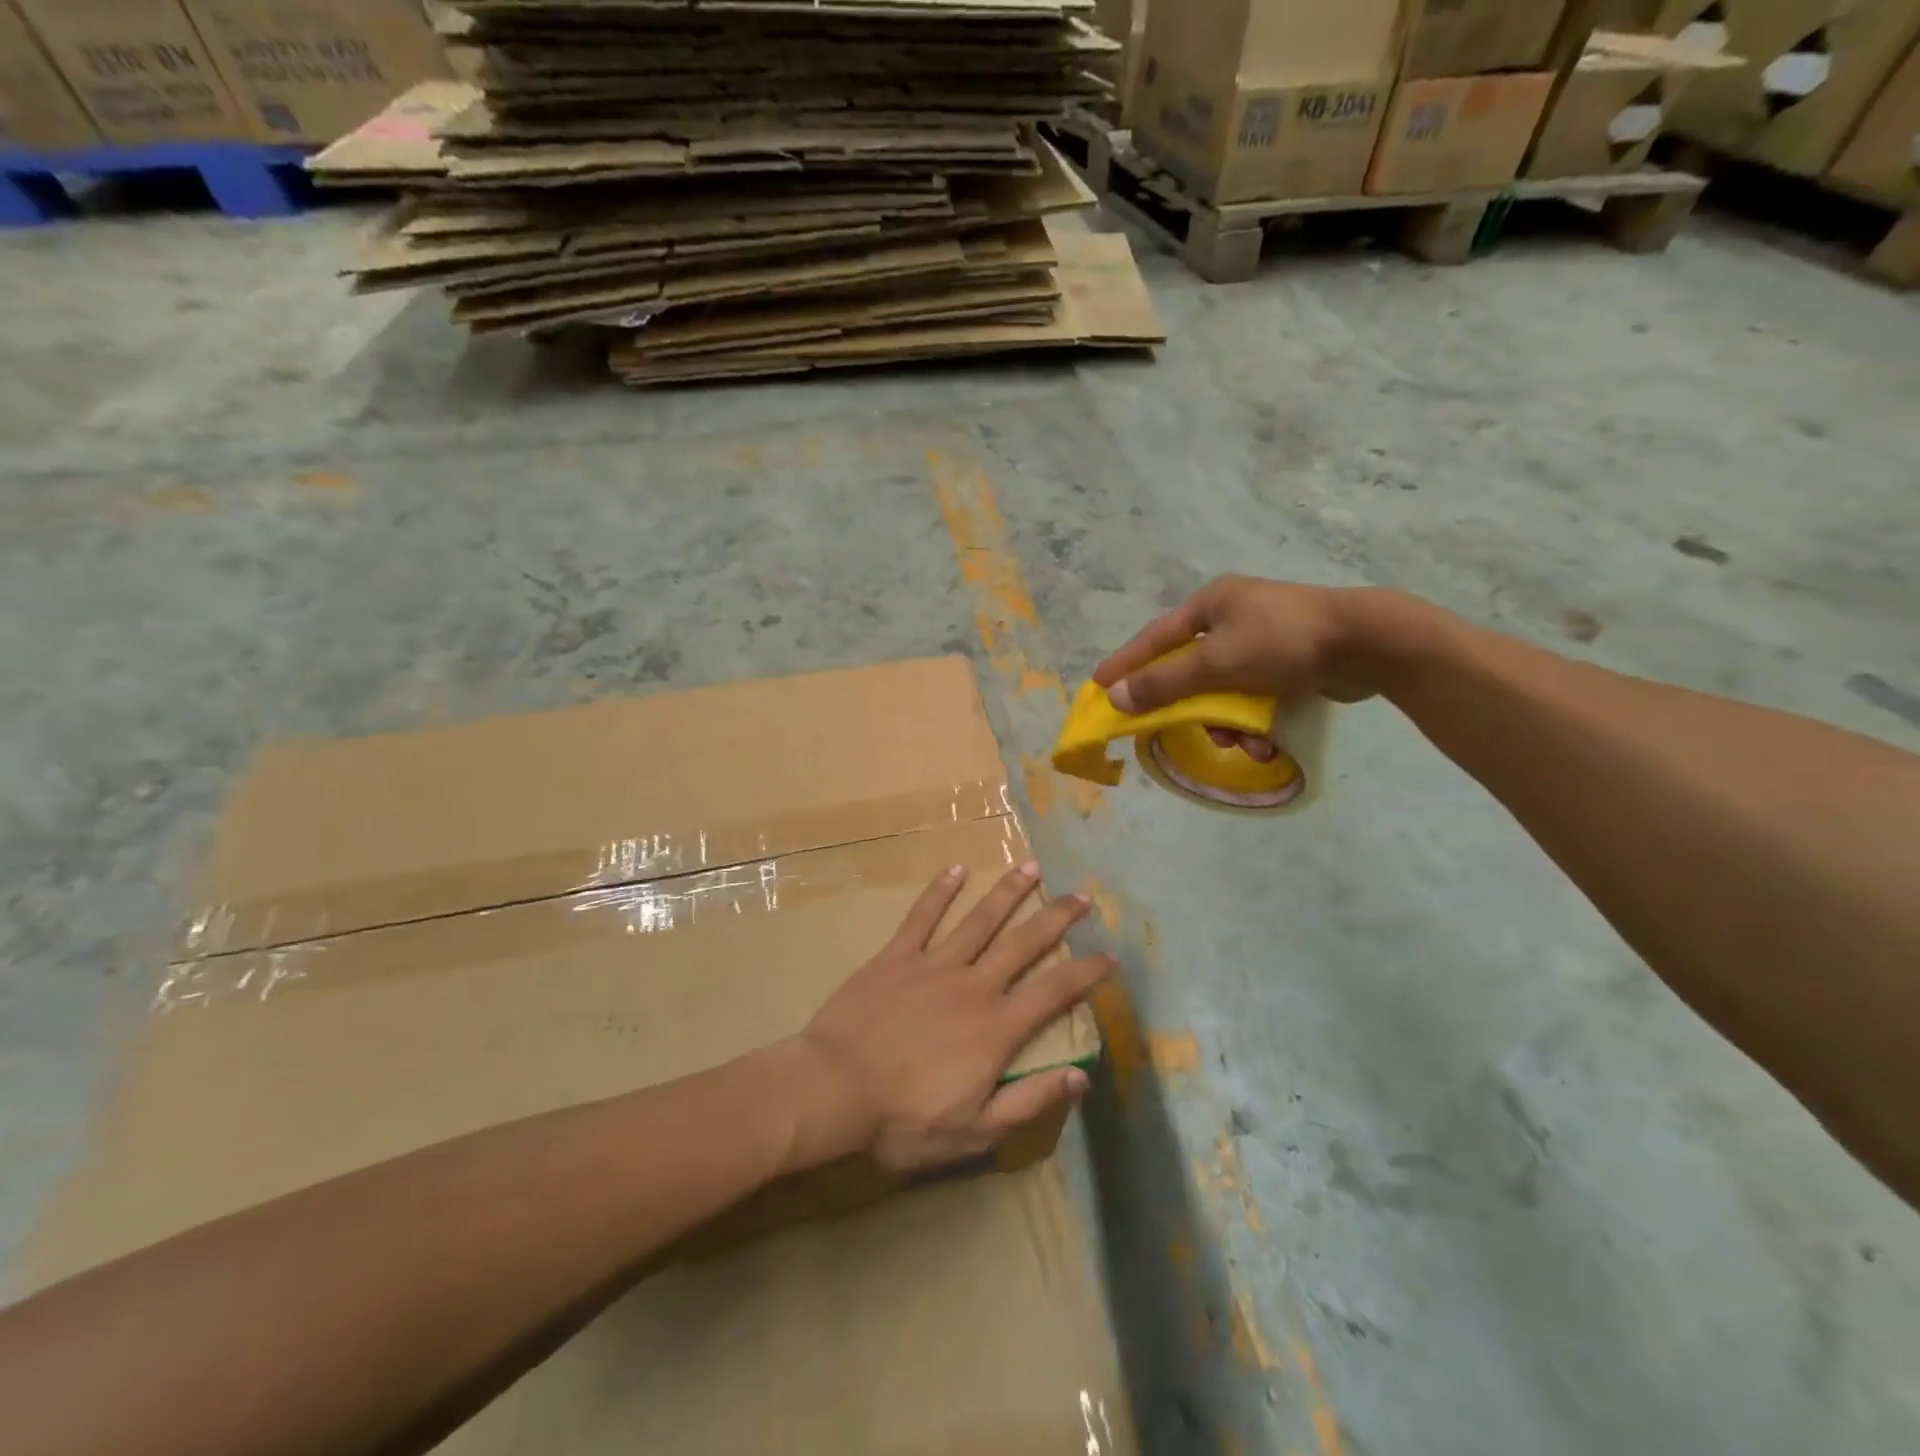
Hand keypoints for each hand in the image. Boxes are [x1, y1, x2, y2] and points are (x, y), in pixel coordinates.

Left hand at [790, 862, 1112, 1172]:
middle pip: (1023, 943)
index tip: (1110, 955)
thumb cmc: (903, 1120)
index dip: (1086, 973)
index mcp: (996, 1028)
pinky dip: (940, 891)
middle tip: (1082, 895)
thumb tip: (1081, 1077)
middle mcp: (973, 986)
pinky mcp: (896, 956)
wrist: (833, 1090)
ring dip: (1008, 892)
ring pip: (980, 920)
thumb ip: (1029, 1102)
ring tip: (1032, 867)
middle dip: (1056, 917)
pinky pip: (922, 917)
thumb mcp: (974, 1132)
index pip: (1054, 992)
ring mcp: (933, 965)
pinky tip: (957, 869)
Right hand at [1093, 577, 1425, 753]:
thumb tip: (1115, 697)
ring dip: (1226, 720)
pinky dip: (1254, 719)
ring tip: (1240, 742)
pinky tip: (1264, 741)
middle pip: (1191, 668)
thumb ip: (1163, 683)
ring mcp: (1265, 637)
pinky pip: (1254, 694)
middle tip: (1176, 728)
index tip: (1098, 684)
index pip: (1155, 638)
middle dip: (1190, 706)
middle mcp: (1234, 616)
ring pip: (1224, 688)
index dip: (1125, 663)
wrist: (1368, 643)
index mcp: (1212, 604)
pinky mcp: (1290, 661)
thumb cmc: (1282, 643)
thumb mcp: (1215, 665)